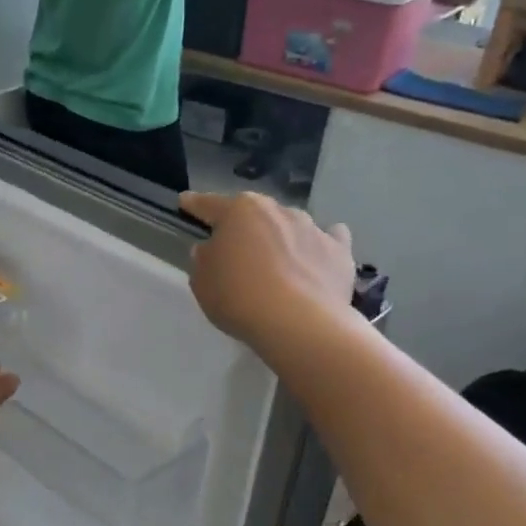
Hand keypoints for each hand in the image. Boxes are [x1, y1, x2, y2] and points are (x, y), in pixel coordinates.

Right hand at [178, 192, 355, 351]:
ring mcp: (313, 228)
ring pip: (290, 225)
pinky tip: (317, 256)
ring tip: (277, 262)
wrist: (299, 324)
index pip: (209, 205)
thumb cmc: (239, 298)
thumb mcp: (202, 282)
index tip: (186, 201)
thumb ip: (203, 260)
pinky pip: (328, 240)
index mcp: (240, 211)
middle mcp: (278, 210)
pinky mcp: (339, 251)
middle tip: (236, 249)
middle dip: (244, 227)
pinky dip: (319, 245)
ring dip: (281, 237)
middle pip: (254, 214)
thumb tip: (212, 249)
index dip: (195, 205)